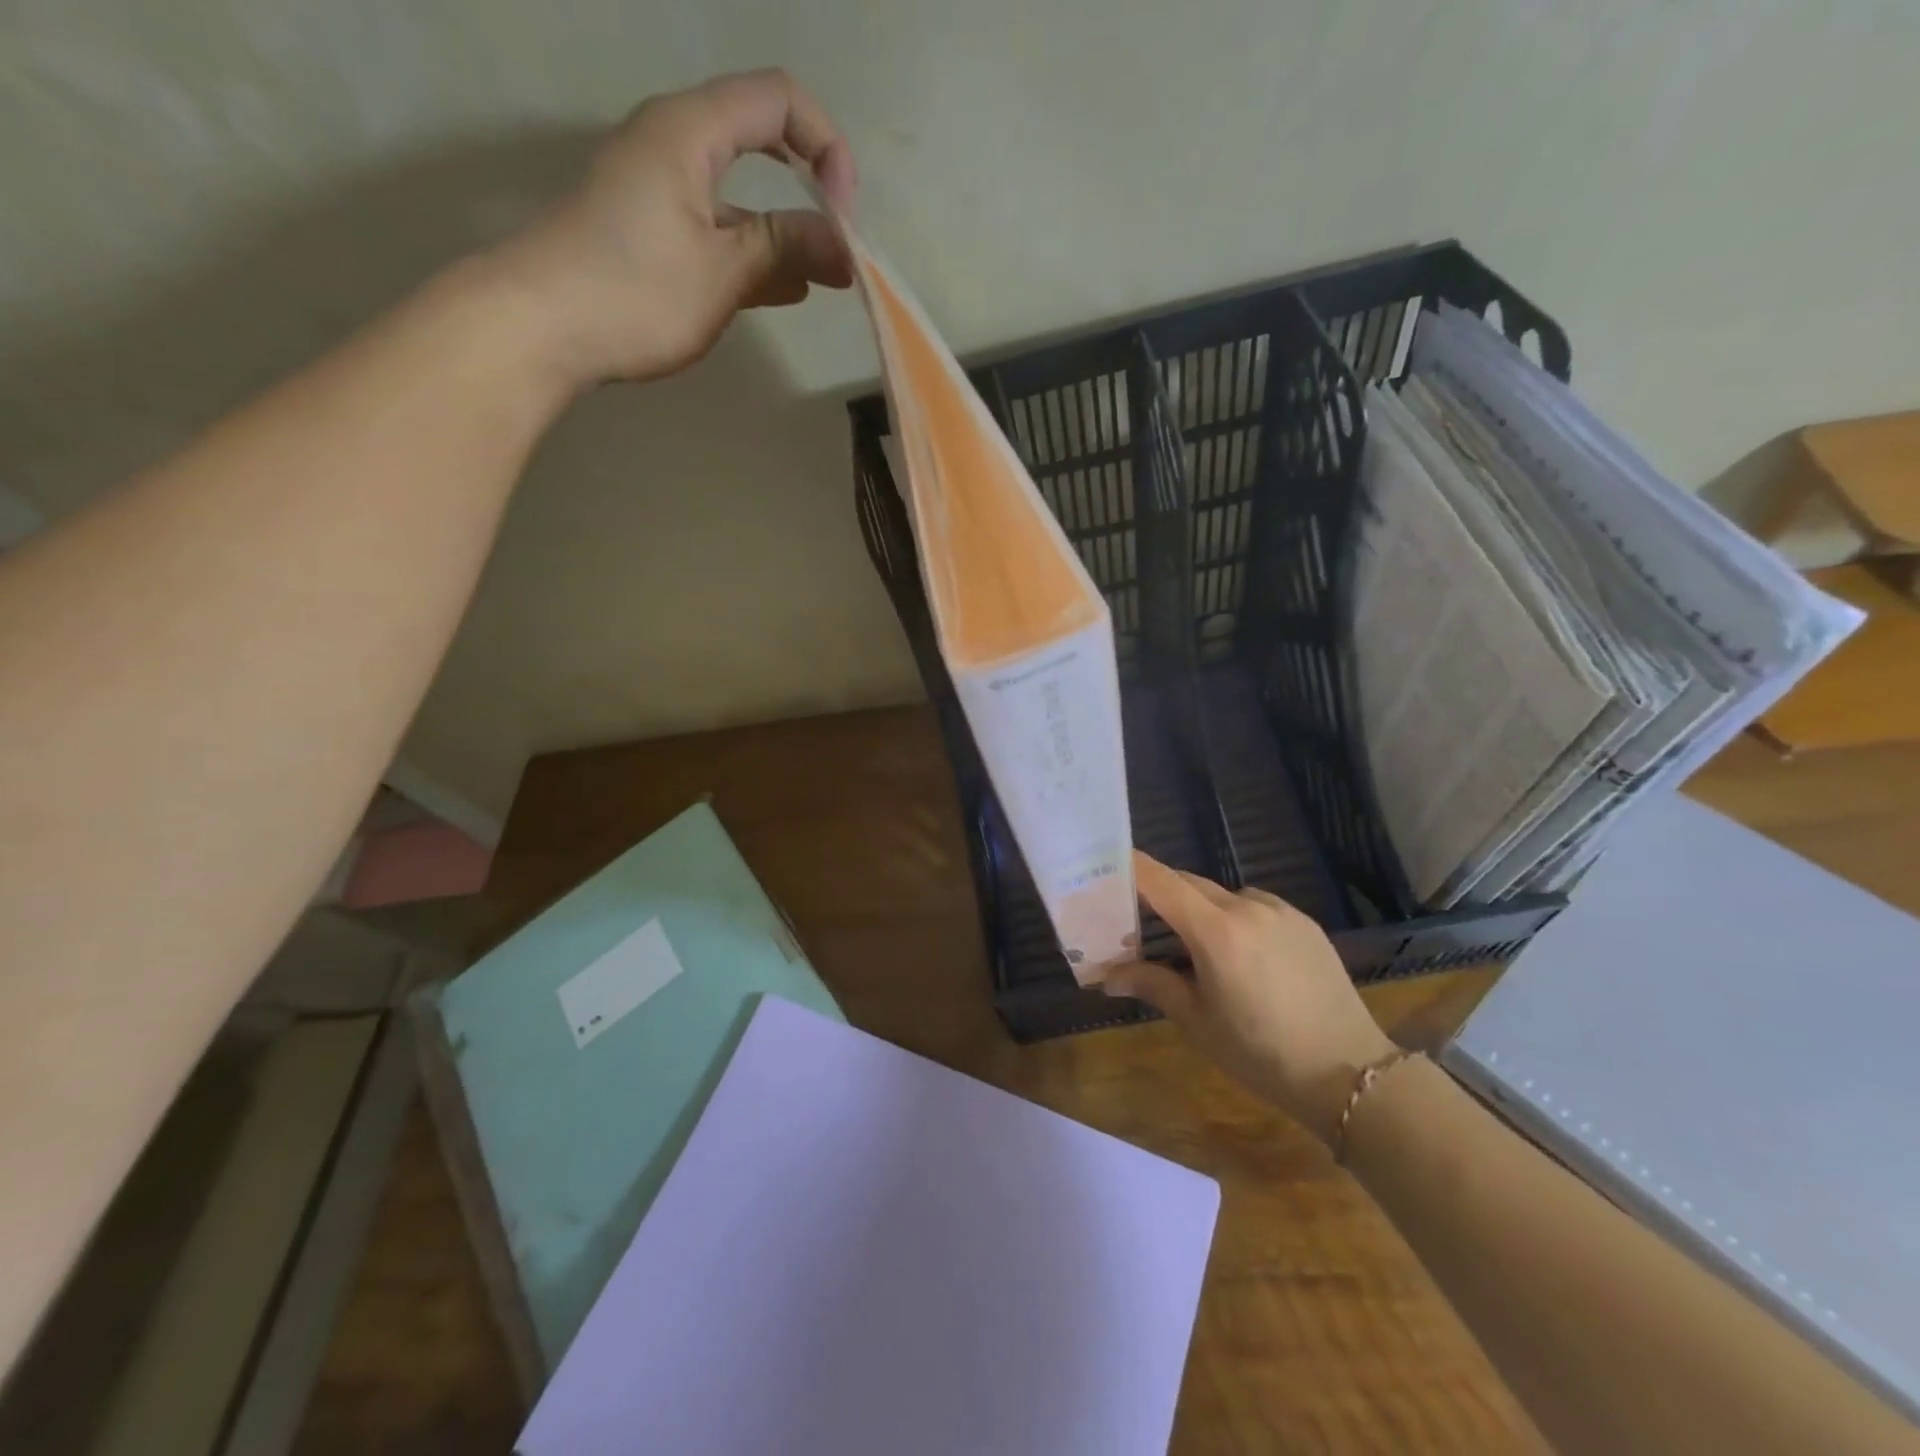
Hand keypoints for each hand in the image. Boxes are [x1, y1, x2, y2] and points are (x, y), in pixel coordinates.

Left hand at [488, 69, 856, 390]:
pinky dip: (755, 255)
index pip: (779, 101)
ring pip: (741, 195)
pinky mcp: (653, 233)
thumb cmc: (636, 291)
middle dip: (812, 191)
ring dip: (787, 233)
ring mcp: (662, 191)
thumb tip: (845, 246)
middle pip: (762, 142)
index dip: (826, 147)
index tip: (845, 218)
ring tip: (825, 281)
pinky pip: (718, 229)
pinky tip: (785, 290)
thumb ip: (785, 247)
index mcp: (690, 131)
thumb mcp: (722, 270)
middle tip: (843, 248)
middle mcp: (675, 145)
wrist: (542, 327)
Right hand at [1103, 853, 1395, 1145]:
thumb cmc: (1261, 1053)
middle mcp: (1247, 908)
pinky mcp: (1304, 923)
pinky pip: (1255, 906)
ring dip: (1198, 908)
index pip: (1160, 881)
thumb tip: (1108, 975)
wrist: (1351, 1073)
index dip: (1129, 868)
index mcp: (1216, 932)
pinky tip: (1240, 954)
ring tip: (1192, 947)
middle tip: (1136, 919)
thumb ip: (1152, 985)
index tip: (1104, 867)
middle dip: (1158, 893)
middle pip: (1188, 883)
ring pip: (1222, 894)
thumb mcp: (1198, 1021)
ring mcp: (1280, 911)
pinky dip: (1234, 917)